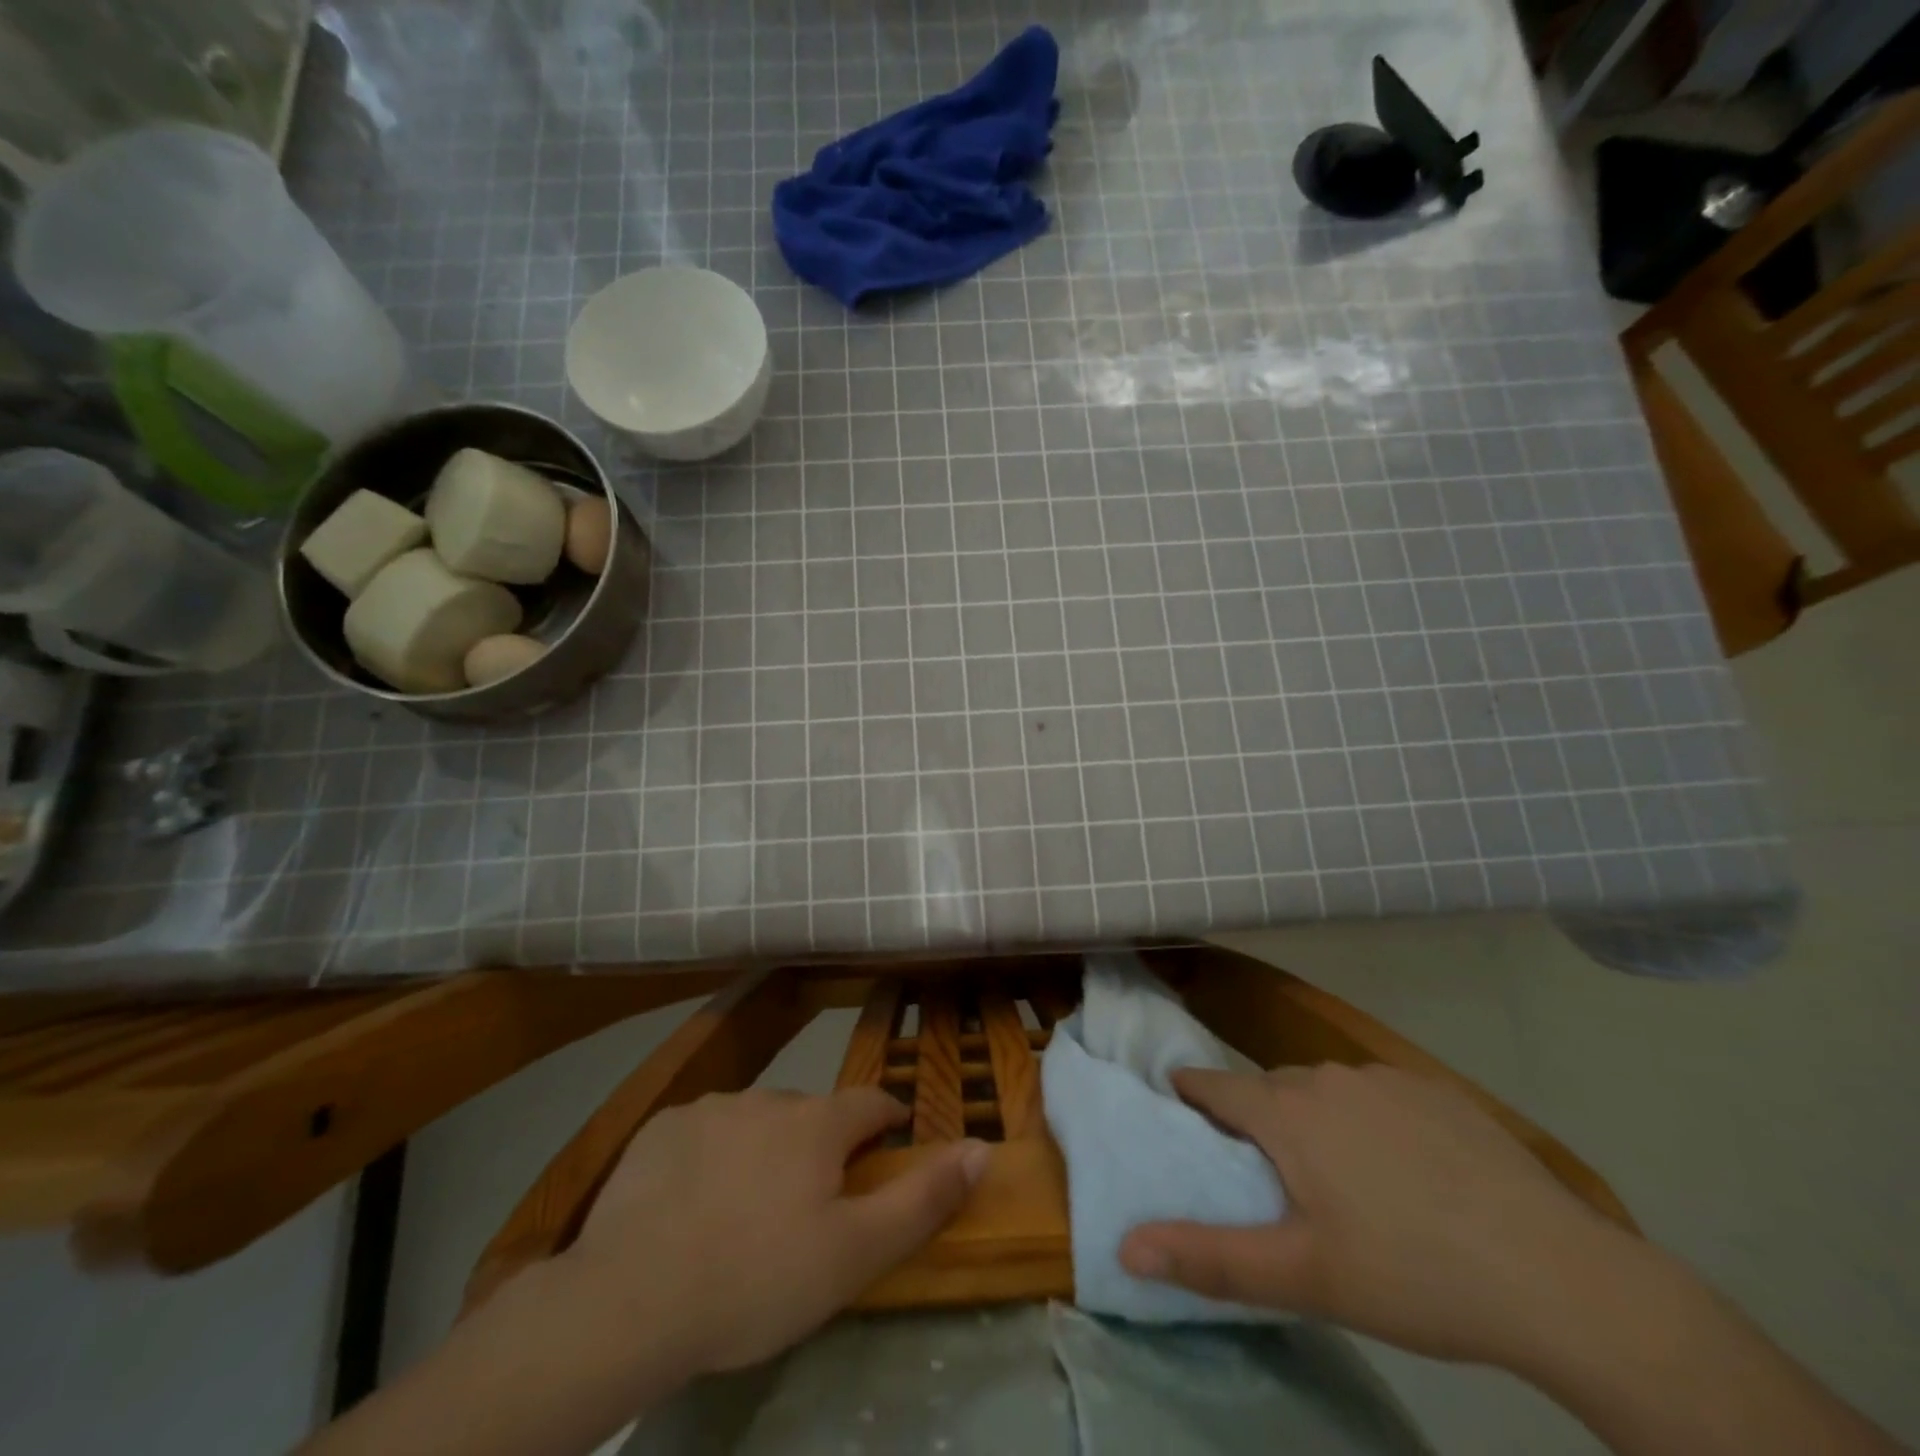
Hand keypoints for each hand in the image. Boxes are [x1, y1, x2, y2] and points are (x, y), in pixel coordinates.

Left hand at [567, 1087, 988, 1378]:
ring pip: (755, 1122)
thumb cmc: (757, 1279)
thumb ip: (922, 1198)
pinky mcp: (660, 1130)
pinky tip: (692, 1204)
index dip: (885, 1122)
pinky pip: (702, 1133)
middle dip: (820, 1146)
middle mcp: (768, 1100)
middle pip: (810, 1115)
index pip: (870, 1104)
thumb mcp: (855, 1254)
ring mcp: (710, 1109)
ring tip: (746, 1210)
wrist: (630, 1301)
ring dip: (763, 1150)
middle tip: (809, 1204)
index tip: (886, 1145)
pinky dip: (710, 1157)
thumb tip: (980, 1147)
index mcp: (817, 1123)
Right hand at [1119, 1063, 1634, 1369]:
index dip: (1189, 1094)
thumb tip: (1126, 1246)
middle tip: (1268, 1175)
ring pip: (1323, 1090)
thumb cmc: (1413, 1276)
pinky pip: (1376, 1095)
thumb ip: (1209, 1258)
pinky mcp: (1435, 1090)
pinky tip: (1407, 1171)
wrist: (1559, 1277)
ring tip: (1340, 1179)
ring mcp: (1384, 1078)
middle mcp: (1325, 1078)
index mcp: (1286, 1113)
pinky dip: (1369, 1120)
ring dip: (1313, 1119)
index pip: (1213, 1086)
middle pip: (1269, 1090)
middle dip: (1256, 1120)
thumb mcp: (1303, 1279)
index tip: (1177, 1106)